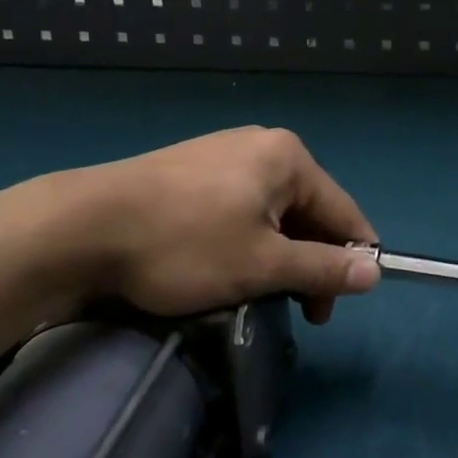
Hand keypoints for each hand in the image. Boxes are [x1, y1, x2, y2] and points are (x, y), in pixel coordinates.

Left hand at [0, 127, 380, 323]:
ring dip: (276, 256)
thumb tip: (374, 273)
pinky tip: (226, 266)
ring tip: (258, 293)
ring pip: (272, 212)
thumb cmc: (185, 244)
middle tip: (299, 312)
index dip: (351, 259)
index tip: (341, 304)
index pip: (343, 211)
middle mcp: (261, 144)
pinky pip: (239, 206)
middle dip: (308, 262)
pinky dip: (246, 240)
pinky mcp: (191, 169)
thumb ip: (323, 268)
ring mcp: (222, 153)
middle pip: (307, 210)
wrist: (82, 226)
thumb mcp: (263, 265)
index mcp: (288, 157)